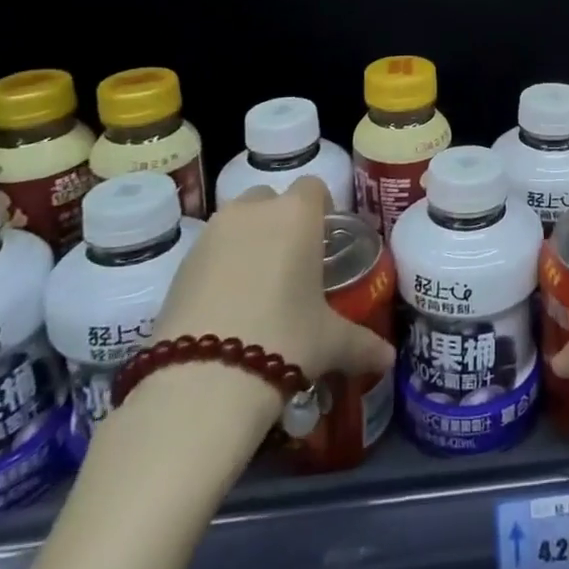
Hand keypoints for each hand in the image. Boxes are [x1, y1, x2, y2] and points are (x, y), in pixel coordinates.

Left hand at [151, 177, 394, 416]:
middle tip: (291, 265)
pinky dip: (219, 267)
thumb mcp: (330, 343)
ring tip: (257, 288)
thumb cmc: (284, 340)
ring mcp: (212, 234)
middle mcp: (253, 211)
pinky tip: (227, 307)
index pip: (314, 188)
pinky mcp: (180, 264)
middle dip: (280, 222)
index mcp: (297, 214)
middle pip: (271, 199)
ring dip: (247, 241)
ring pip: (236, 222)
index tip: (324, 242)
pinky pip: (209, 251)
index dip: (321, 209)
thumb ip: (362, 344)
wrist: (201, 380)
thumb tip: (388, 359)